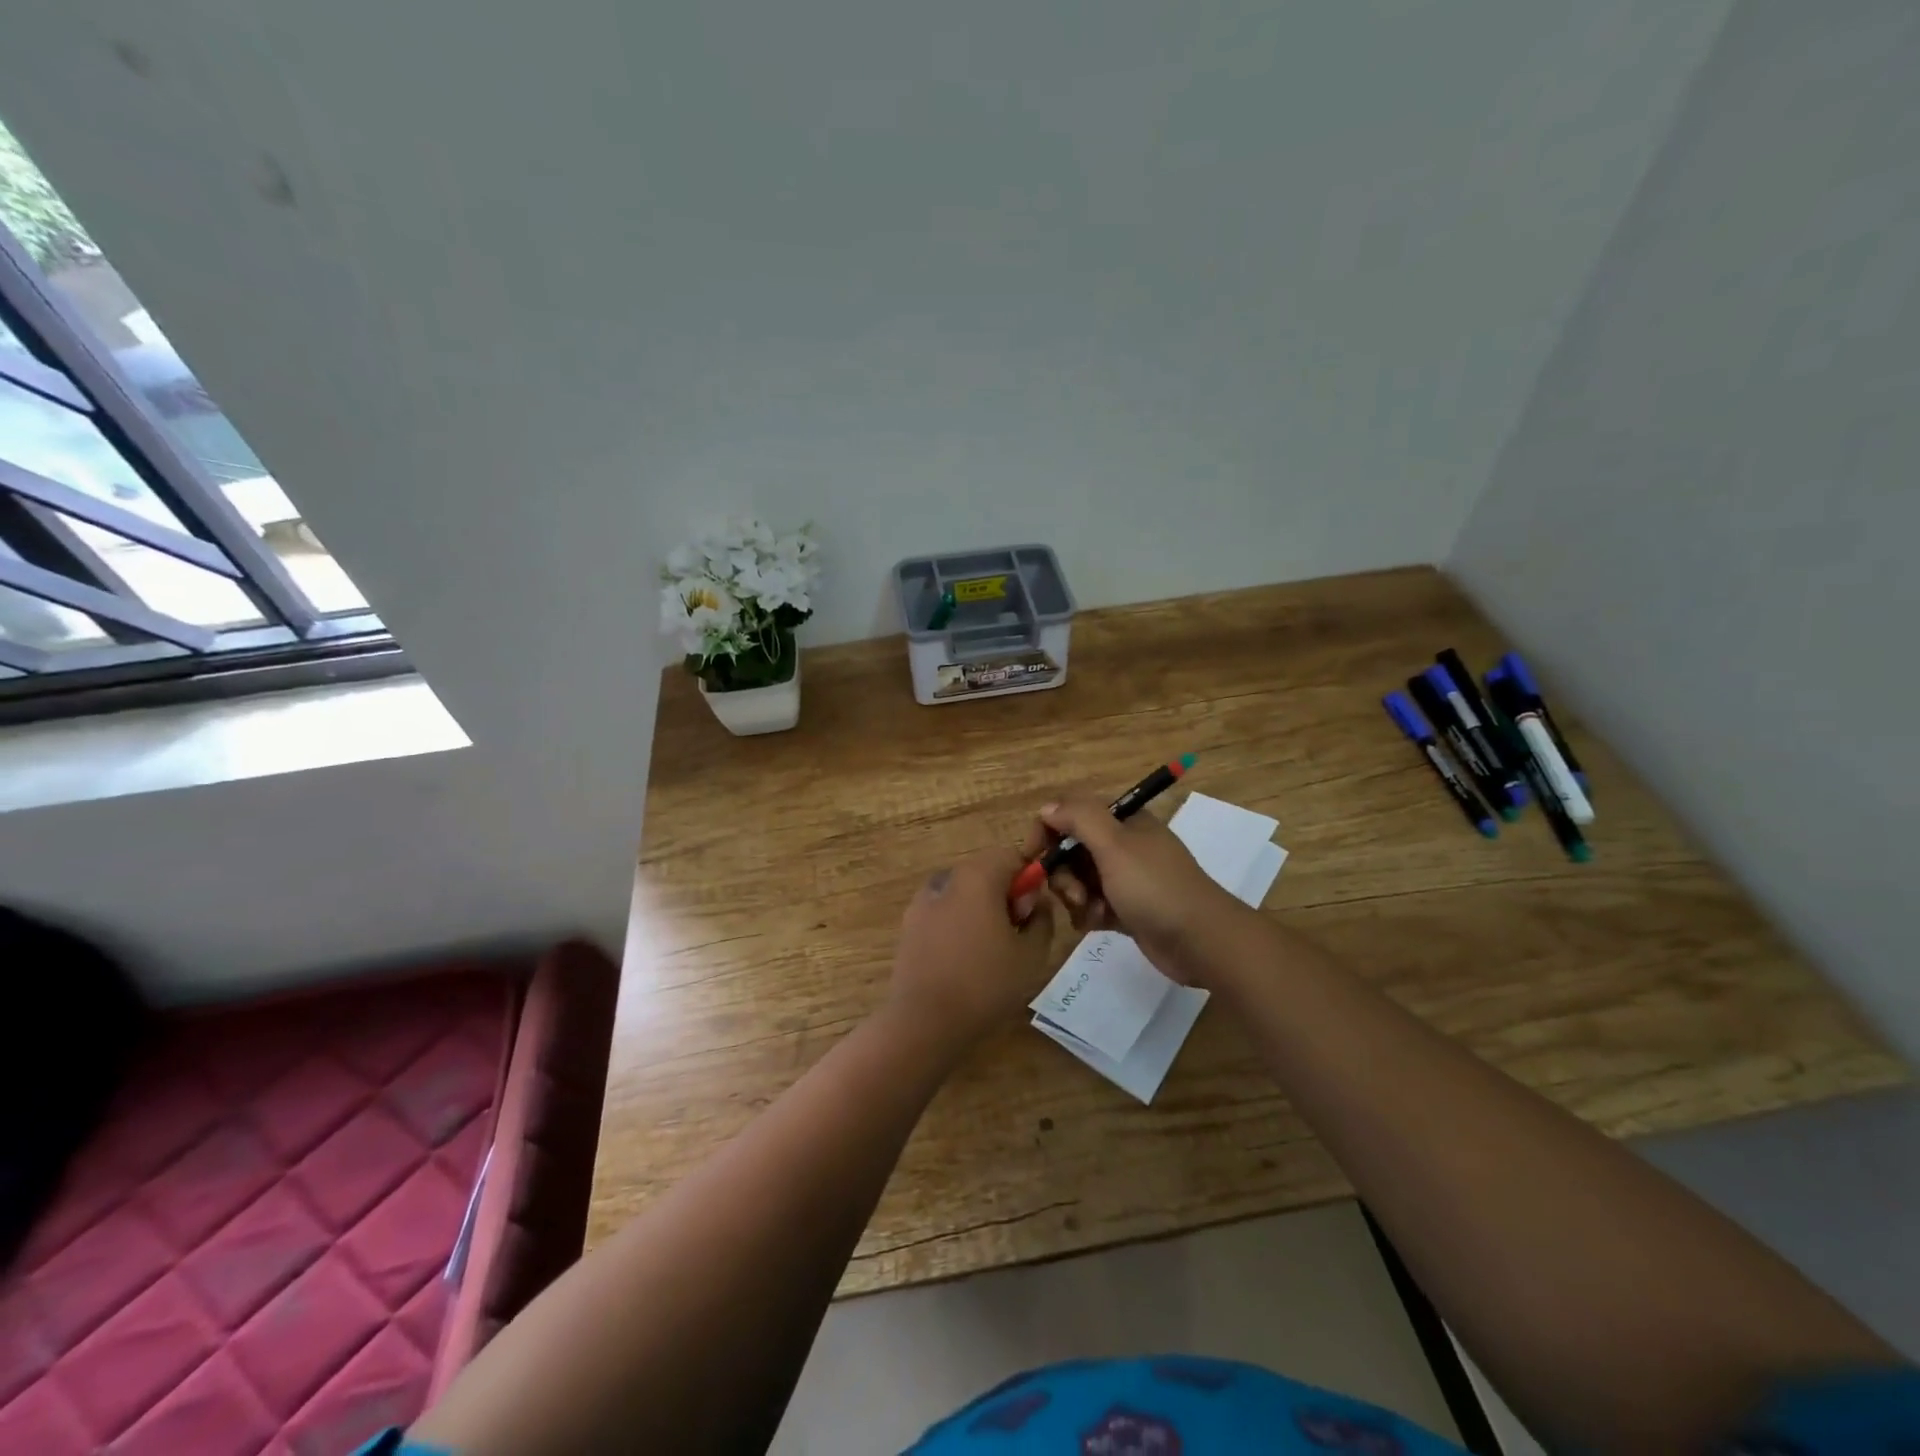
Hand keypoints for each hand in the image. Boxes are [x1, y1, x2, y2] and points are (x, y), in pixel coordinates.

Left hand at [886, 845, 1056, 1050]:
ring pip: (962, 892)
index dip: (1028, 878)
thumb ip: (1042, 918)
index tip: (1031, 911)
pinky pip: (943, 911)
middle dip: (1004, 893)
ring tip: (988, 950)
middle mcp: (947, 879)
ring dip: (980, 908)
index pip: (1011, 855)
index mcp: (978, 876)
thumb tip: (1035, 900)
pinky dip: (957, 923)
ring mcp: (922, 901)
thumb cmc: (985, 983)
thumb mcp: (1032, 954)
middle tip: (1015, 934)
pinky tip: (962, 960)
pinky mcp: (909, 925)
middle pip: (984, 871)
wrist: (924, 1020)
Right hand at [1030, 794, 1238, 976]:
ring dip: (1076, 896)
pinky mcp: (1127, 909)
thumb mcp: (1115, 845)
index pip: (1071, 813)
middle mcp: (1123, 845)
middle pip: (1071, 849)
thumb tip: (1047, 808)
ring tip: (1092, 911)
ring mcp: (1125, 878)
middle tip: (1074, 893)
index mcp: (1123, 822)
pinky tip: (1099, 923)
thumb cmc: (1155, 887)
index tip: (1033, 856)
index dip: (1047, 830)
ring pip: (1079, 880)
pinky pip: (1092, 905)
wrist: (1200, 940)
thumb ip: (1079, 819)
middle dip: (1063, 873)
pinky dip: (1090, 914)